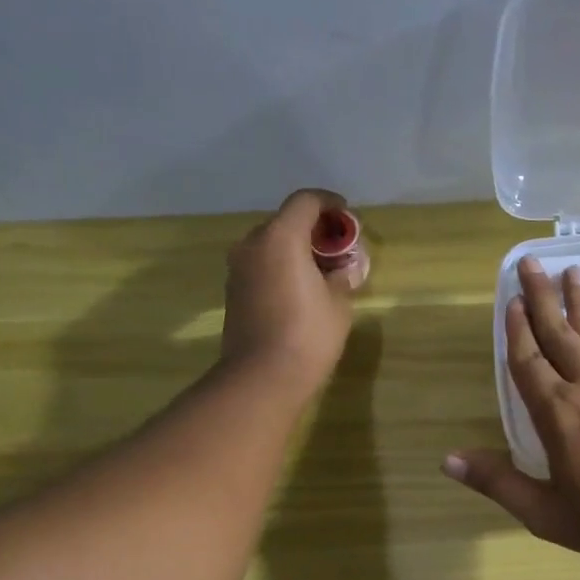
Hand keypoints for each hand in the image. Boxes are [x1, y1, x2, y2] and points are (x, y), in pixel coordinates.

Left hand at [220, 188, 357, 396]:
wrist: (262, 377)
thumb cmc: (308, 335)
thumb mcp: (338, 304)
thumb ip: (342, 276)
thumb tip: (345, 268)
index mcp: (281, 237)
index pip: (306, 201)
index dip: (330, 204)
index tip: (347, 217)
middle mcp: (253, 244)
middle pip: (285, 222)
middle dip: (313, 230)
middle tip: (337, 250)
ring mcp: (238, 269)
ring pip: (271, 245)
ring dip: (295, 251)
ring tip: (320, 273)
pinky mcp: (233, 292)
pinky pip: (261, 267)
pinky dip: (280, 268)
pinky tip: (299, 290)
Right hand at [444, 256, 579, 566]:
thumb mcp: (546, 513)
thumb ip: (498, 483)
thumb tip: (448, 460)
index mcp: (557, 414)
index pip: (528, 362)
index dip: (515, 331)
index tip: (508, 300)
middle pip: (559, 334)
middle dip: (541, 297)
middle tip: (531, 262)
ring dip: (579, 301)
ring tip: (572, 270)